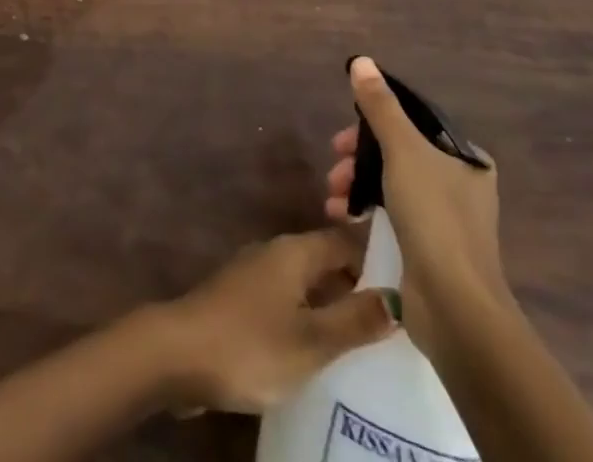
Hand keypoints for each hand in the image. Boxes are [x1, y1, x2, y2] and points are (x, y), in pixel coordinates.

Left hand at [157, 227, 398, 414]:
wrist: (178, 353)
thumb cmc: (250, 343)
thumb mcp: (311, 341)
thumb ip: (354, 319)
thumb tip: (399, 298)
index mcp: (295, 250)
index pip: (348, 239)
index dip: (380, 253)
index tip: (414, 274)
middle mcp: (277, 252)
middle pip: (328, 258)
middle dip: (362, 280)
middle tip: (403, 313)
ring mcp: (257, 275)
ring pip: (309, 281)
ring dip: (337, 301)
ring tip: (374, 333)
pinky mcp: (244, 301)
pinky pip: (290, 300)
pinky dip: (313, 315)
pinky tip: (328, 347)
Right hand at [324, 56, 509, 356]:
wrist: (455, 309)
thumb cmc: (434, 218)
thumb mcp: (403, 151)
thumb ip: (380, 107)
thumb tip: (361, 61)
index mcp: (467, 160)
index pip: (415, 123)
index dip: (376, 121)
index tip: (347, 133)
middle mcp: (461, 186)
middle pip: (398, 153)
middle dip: (360, 156)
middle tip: (335, 164)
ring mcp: (446, 221)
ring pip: (392, 184)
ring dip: (357, 184)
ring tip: (332, 196)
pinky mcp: (429, 251)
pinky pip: (391, 216)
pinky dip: (365, 211)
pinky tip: (341, 217)